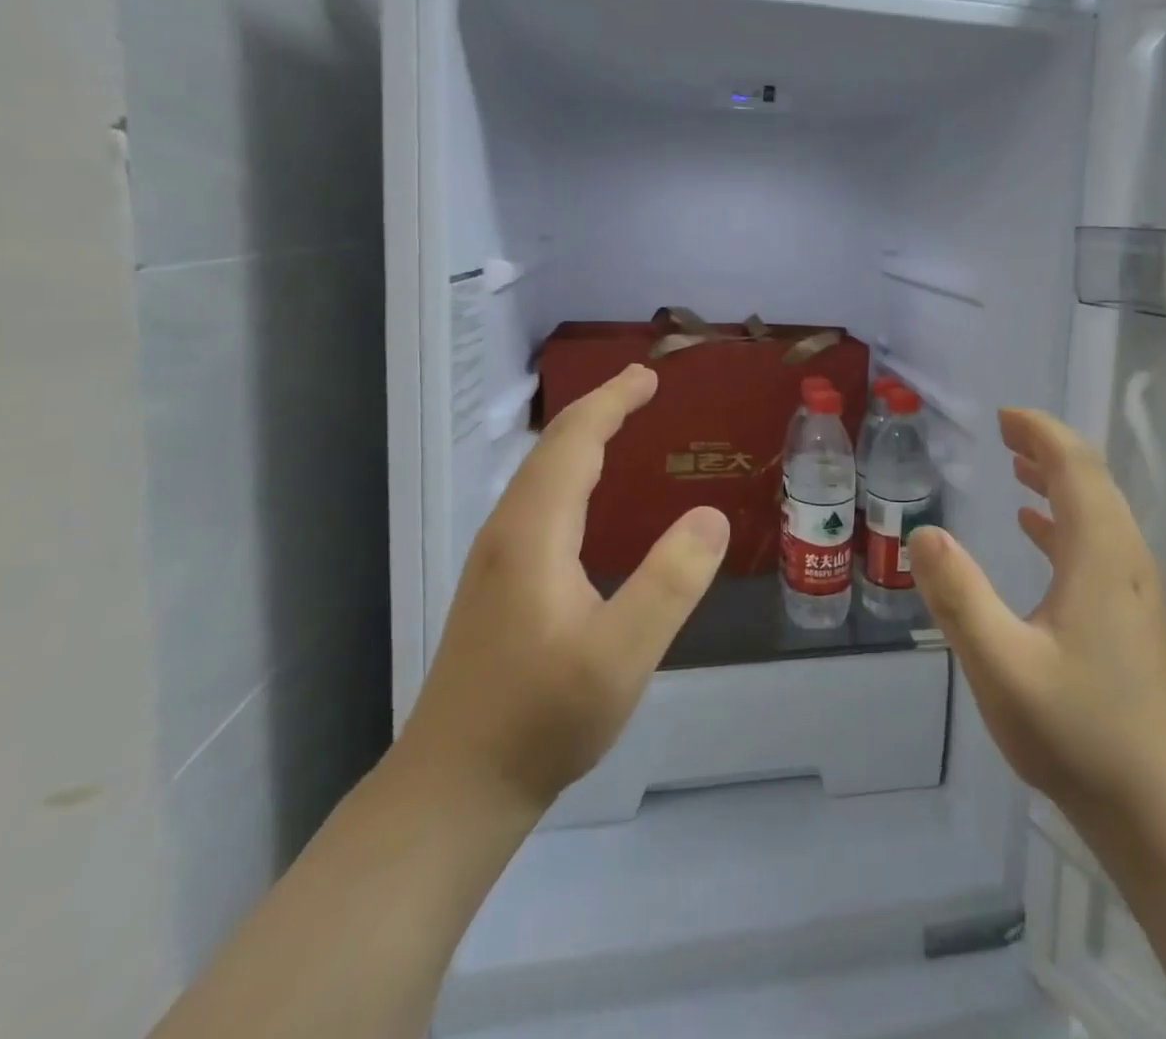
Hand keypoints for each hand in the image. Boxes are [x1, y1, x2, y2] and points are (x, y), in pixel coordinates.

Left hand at [391, 364, 728, 818]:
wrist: (454, 789)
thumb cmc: (540, 719)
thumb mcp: (620, 655)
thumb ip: (670, 583)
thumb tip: (711, 515)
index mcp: (534, 534)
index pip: (573, 443)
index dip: (611, 402)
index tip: (649, 376)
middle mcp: (507, 533)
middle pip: (551, 450)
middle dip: (598, 410)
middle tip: (643, 388)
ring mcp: (495, 561)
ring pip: (539, 475)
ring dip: (581, 439)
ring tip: (621, 425)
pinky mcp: (497, 586)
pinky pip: (537, 502)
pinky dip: (570, 474)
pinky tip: (589, 499)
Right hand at [908, 408, 1165, 841]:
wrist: (1159, 808)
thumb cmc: (1079, 731)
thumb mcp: (1002, 665)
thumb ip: (959, 596)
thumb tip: (922, 531)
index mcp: (1099, 553)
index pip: (1075, 465)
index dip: (1040, 432)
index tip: (1003, 416)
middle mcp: (1123, 556)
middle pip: (1091, 478)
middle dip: (1047, 446)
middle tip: (1003, 432)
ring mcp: (1131, 586)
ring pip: (1096, 508)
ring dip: (1057, 477)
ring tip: (1016, 464)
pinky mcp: (1128, 612)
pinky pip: (1095, 539)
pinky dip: (1063, 516)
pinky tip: (1035, 526)